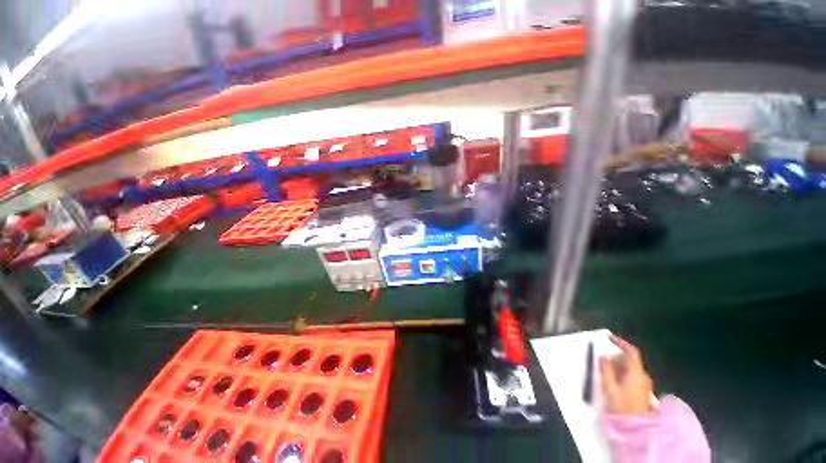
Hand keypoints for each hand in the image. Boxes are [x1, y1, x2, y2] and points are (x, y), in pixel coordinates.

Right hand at [600, 334, 653, 415]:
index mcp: (636, 372)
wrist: (636, 427)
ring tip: (606, 369)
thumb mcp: (609, 386)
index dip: (620, 342)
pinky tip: (614, 379)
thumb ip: (606, 369)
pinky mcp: (643, 391)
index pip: (631, 352)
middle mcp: (643, 376)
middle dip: (617, 355)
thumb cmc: (621, 405)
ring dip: (619, 364)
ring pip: (632, 368)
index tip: (608, 337)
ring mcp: (645, 384)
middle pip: (631, 360)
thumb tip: (605, 356)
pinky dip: (623, 372)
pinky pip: (633, 375)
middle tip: (604, 358)